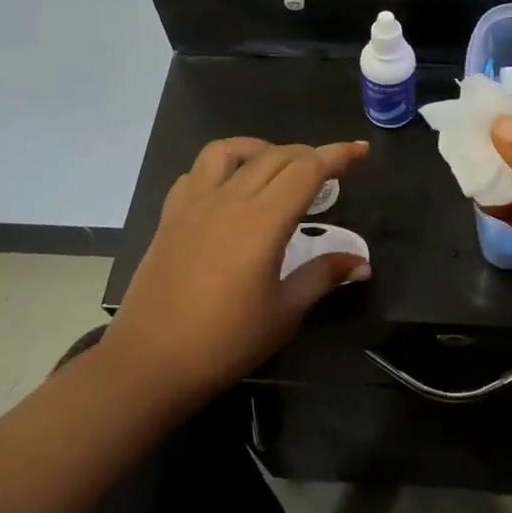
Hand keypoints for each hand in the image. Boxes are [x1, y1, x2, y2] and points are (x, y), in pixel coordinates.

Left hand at [98, 138, 370, 399]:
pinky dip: (222, 167)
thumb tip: (362, 263)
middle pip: (274, 156)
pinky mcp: (169, 218)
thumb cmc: (225, 342)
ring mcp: (193, 205)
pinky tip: (231, 189)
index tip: (361, 150)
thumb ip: (322, 277)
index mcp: (261, 221)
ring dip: (261, 149)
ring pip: (229, 151)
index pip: (306, 170)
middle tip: (331, 171)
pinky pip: (196, 173)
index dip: (337, 155)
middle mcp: (227, 200)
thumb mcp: (284, 313)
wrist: (150, 363)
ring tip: (279, 168)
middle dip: (309, 154)